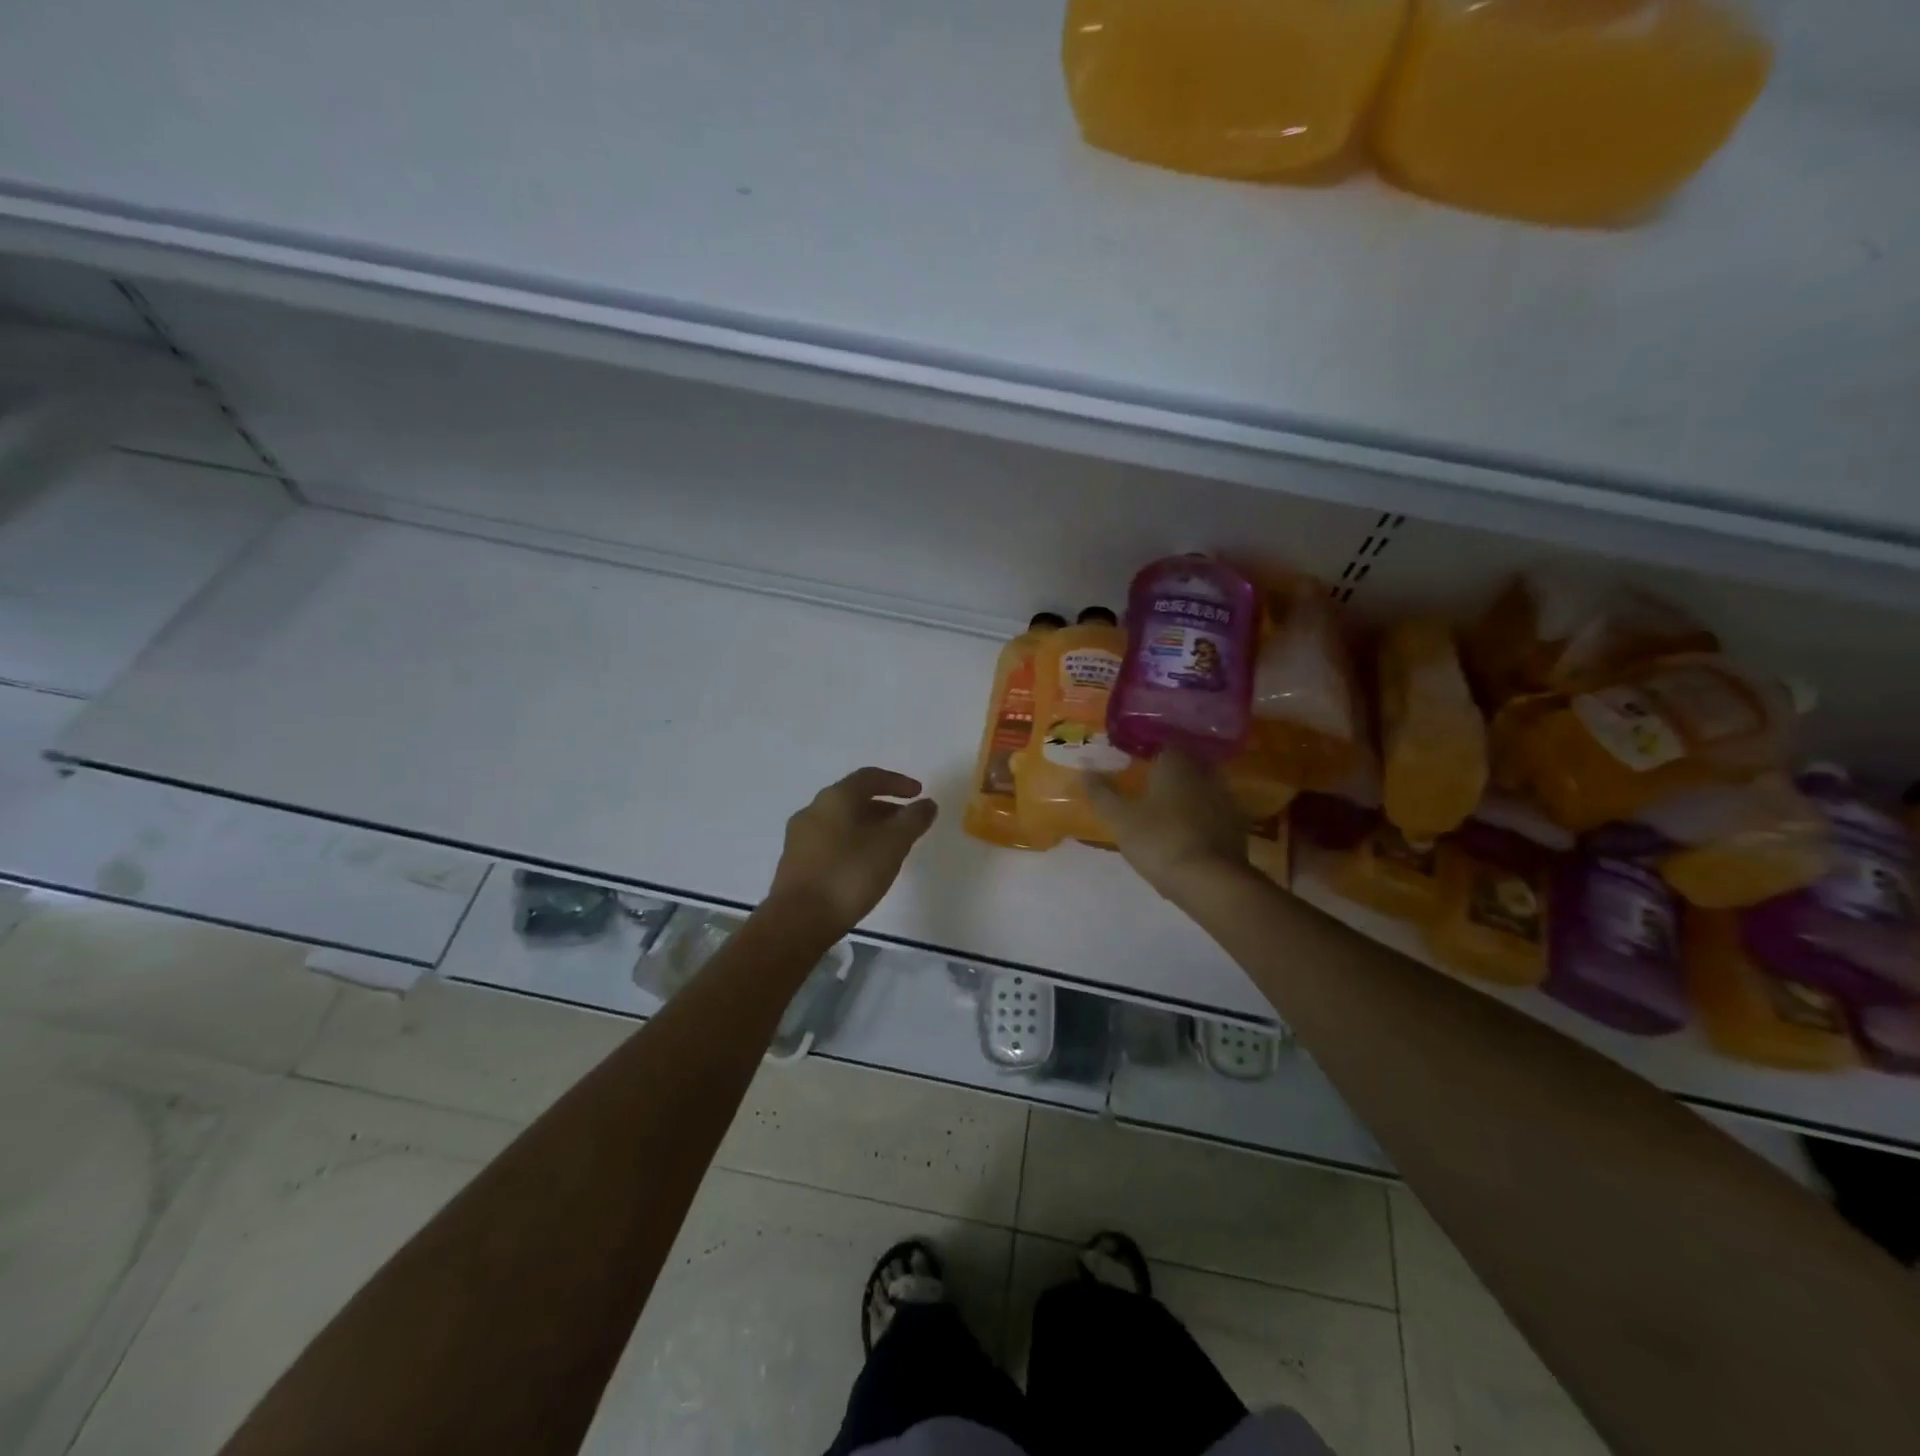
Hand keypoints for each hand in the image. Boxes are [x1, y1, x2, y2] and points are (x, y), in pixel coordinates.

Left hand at [769, 768, 938, 933]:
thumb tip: (927, 804)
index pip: (869, 777)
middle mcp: (813, 810)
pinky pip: (830, 841)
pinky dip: (852, 843)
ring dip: (868, 826)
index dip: (897, 782)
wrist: (798, 921)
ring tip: (890, 846)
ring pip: (841, 821)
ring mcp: (800, 837)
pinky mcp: (796, 863)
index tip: (919, 793)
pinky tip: (865, 865)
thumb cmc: (848, 875)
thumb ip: (912, 821)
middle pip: (853, 798)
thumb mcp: (891, 845)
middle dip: (884, 806)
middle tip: (907, 822)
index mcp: (835, 798)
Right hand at [1086, 751, 1250, 907]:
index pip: (1165, 745)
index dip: (1150, 752)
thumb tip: (1085, 770)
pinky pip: (1213, 813)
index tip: (1135, 762)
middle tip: (1148, 787)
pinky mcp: (1237, 827)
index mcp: (1177, 764)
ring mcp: (1225, 800)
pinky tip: (1186, 834)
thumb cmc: (1159, 841)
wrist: (1210, 881)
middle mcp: (1205, 774)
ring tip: (1166, 812)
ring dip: (1187, 796)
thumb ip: (1101, 793)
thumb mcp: (1120, 819)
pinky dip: (1201, 818)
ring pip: (1202, 789)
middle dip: (1170, 774)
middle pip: (1186, 765)